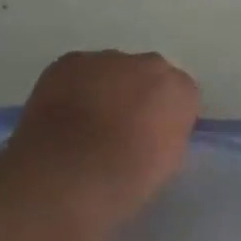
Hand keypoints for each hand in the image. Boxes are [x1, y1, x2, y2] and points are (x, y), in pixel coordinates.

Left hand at [1, 51, 200, 227]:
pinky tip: (60, 115)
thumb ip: (167, 133)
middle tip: (118, 127)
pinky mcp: (70, 61)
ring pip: (111, 70)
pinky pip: (78, 71)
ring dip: (104, 89)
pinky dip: (72, 88)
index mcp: (180, 91)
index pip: (180, 94)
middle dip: (136, 94)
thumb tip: (154, 129)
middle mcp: (150, 65)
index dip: (163, 115)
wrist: (67, 177)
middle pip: (148, 74)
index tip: (150, 136)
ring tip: (83, 124)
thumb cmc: (124, 181)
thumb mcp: (166, 164)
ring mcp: (108, 59)